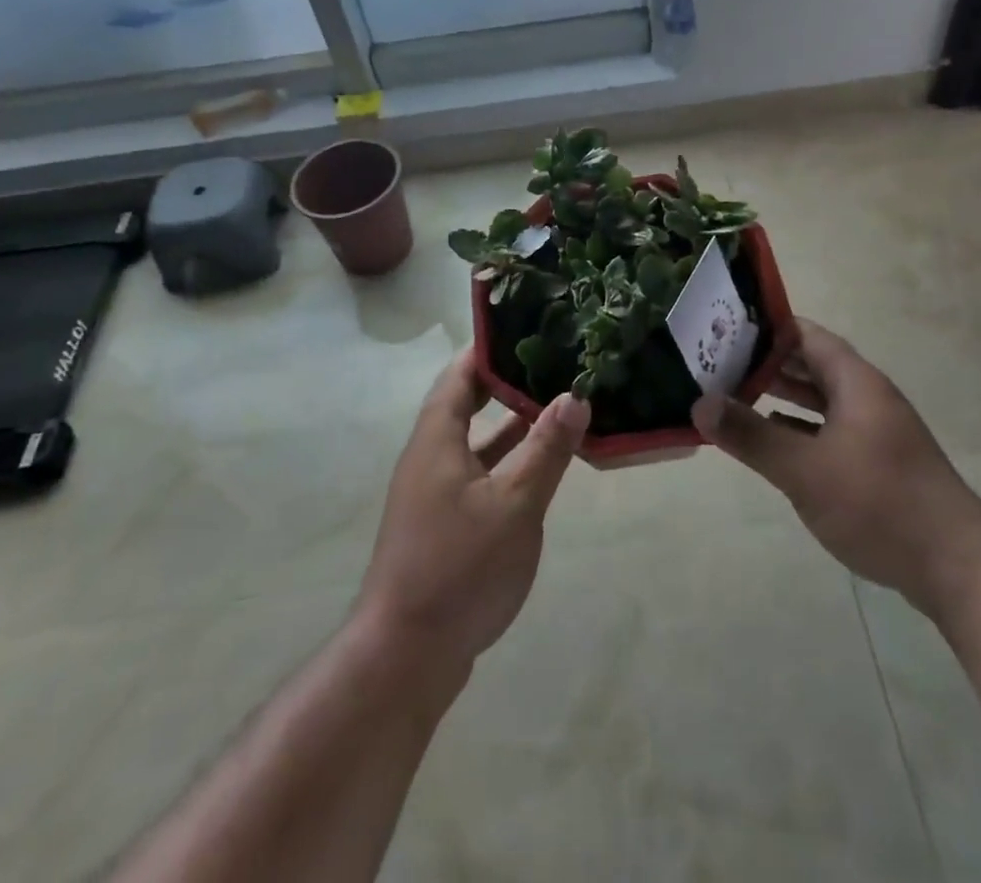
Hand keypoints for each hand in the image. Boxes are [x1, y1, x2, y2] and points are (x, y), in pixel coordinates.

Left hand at [353, 349, 590, 674]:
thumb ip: (546, 448)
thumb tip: (575, 395)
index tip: (526, 324)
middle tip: (550, 359)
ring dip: (510, 422)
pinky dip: (507, 460)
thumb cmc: (459, 567)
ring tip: (555, 402)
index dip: (488, 347)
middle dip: (504, 381)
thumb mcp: (515, 503)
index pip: (459, 374)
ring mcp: (434, 493)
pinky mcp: (443, 525)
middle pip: (465, 403)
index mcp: (437, 439)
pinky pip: (478, 473)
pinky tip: (540, 466)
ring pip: (475, 442)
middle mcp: (430, 457)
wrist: (405, 657)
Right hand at [692, 319, 980, 603]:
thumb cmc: (879, 504)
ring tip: (736, 394)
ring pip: (821, 400)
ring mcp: (876, 431)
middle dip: (768, 362)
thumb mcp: (805, 470)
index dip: (767, 328)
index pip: (806, 335)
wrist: (958, 568)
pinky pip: (830, 430)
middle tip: (718, 361)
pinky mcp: (879, 463)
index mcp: (856, 382)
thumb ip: (751, 435)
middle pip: (812, 365)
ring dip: (783, 396)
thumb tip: (699, 402)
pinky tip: (774, 439)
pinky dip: (799, 428)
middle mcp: (867, 397)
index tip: (724, 327)